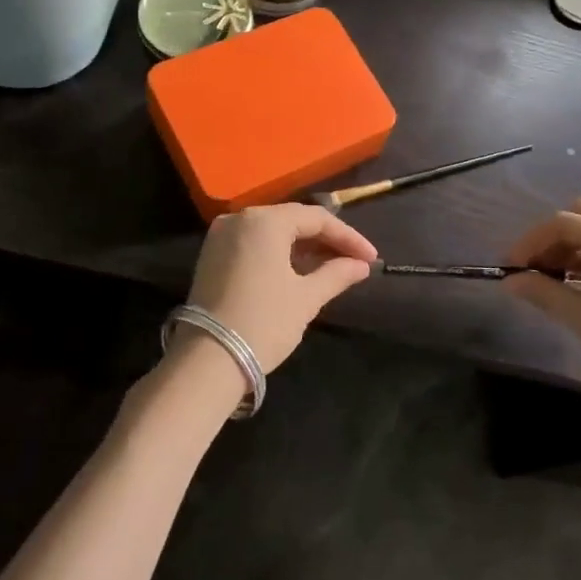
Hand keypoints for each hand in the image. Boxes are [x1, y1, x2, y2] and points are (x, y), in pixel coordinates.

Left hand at [185, 203, 377, 372]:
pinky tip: (301, 270)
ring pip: (272, 232)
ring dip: (303, 247)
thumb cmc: (264, 322)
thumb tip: (361, 265)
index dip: (348, 237)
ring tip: (333, 267)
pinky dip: (279, 254)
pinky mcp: (212, 255)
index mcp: (265, 221)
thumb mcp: (306, 298)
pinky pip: (254, 244)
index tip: (371, 258)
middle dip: (326, 240)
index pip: (316, 218)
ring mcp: (221, 236)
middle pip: (293, 221)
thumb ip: (336, 274)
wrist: (208, 361)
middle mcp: (240, 218)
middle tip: (355, 261)